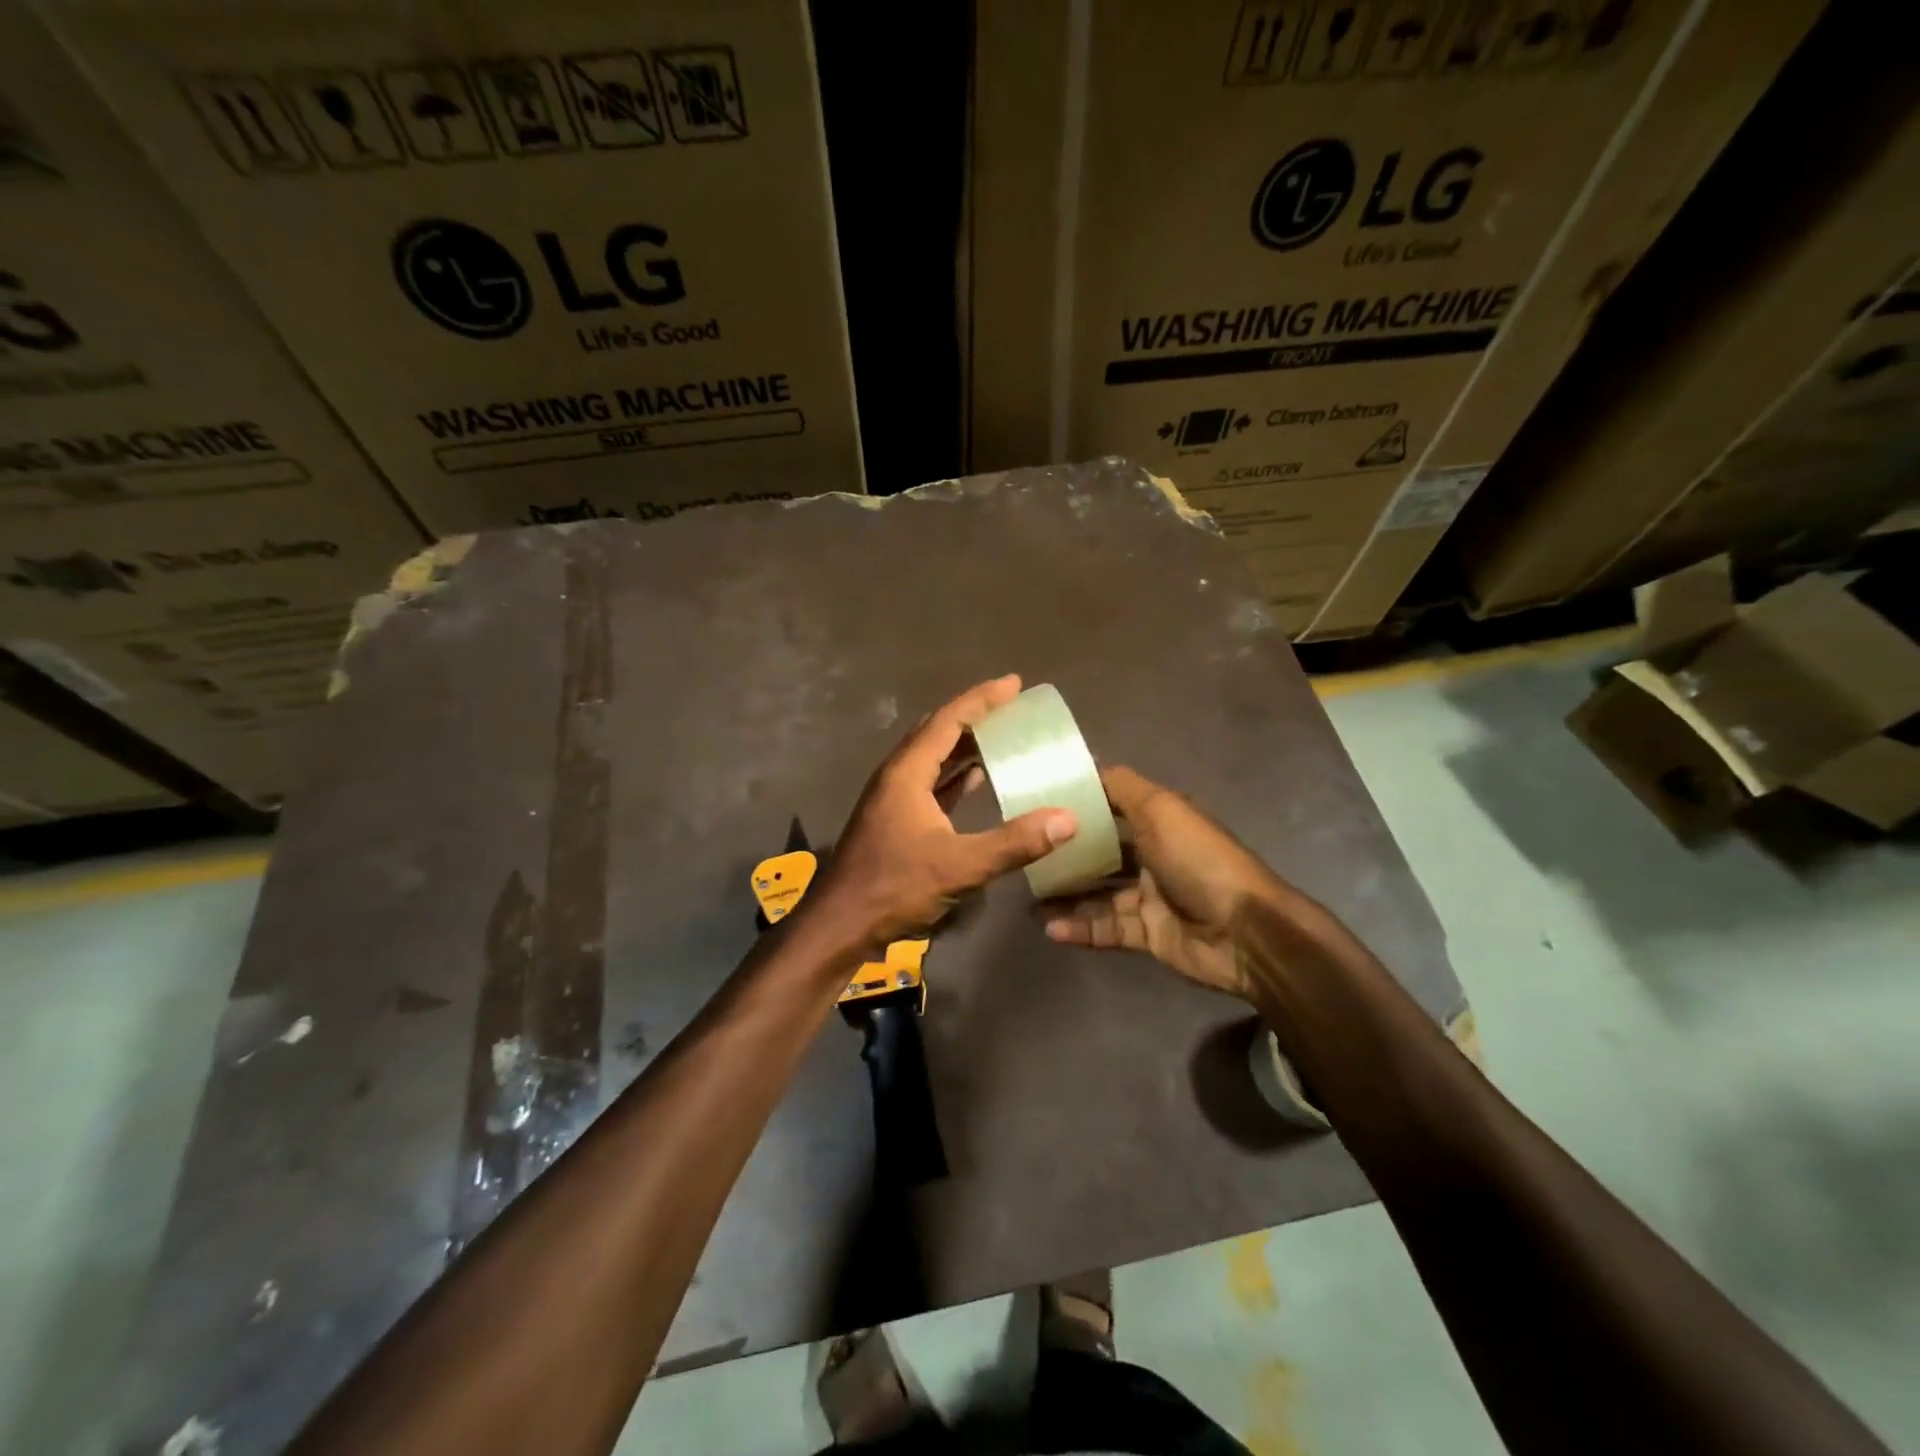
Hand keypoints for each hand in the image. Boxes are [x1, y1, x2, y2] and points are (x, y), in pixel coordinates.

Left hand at [815, 675, 1077, 946]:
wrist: (841, 924)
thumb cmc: (894, 887)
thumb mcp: (959, 865)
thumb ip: (1013, 843)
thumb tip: (1067, 820)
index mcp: (907, 772)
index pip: (948, 720)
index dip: (982, 700)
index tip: (1014, 684)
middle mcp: (898, 776)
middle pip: (938, 732)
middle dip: (974, 715)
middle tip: (1011, 706)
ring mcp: (893, 798)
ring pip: (934, 758)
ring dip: (965, 745)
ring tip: (1002, 736)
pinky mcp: (895, 820)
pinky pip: (931, 783)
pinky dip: (956, 776)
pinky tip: (978, 779)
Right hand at [1041, 765, 1282, 998]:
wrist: (1243, 931)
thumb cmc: (1198, 860)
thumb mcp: (1160, 809)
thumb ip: (1121, 787)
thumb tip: (1085, 767)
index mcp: (1160, 821)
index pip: (1111, 805)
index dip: (1078, 804)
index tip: (1036, 803)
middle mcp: (1155, 855)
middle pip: (1102, 851)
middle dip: (1067, 853)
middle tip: (1026, 855)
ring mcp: (1151, 896)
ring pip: (1099, 892)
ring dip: (1066, 894)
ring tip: (1029, 896)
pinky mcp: (1148, 934)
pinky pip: (1107, 928)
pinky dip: (1080, 927)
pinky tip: (1048, 926)